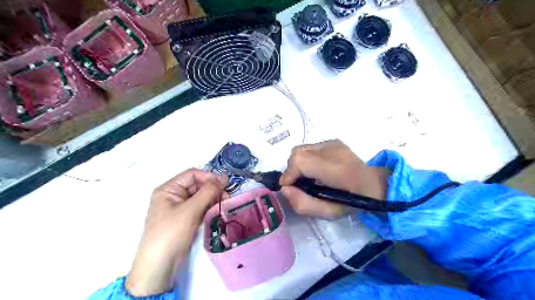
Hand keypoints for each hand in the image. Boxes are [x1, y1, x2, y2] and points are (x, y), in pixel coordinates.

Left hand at [126, 169, 228, 295]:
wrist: (160, 265)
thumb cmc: (172, 232)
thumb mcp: (191, 209)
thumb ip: (209, 191)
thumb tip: (224, 176)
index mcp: (169, 189)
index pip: (192, 174)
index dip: (209, 177)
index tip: (224, 184)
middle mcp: (174, 195)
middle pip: (198, 185)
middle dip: (213, 189)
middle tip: (227, 197)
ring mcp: (180, 208)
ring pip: (201, 196)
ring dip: (213, 198)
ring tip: (224, 204)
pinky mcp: (186, 218)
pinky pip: (200, 207)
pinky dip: (209, 207)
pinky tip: (218, 211)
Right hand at [281, 139, 389, 218]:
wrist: (375, 184)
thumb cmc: (354, 202)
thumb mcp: (329, 213)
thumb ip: (303, 204)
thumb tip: (285, 189)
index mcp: (335, 168)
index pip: (300, 161)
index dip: (289, 174)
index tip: (289, 187)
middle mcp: (333, 149)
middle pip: (297, 153)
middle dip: (292, 169)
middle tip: (298, 184)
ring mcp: (332, 143)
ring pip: (301, 149)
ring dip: (298, 164)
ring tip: (307, 177)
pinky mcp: (332, 141)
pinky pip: (309, 148)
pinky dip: (306, 159)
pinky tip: (316, 169)